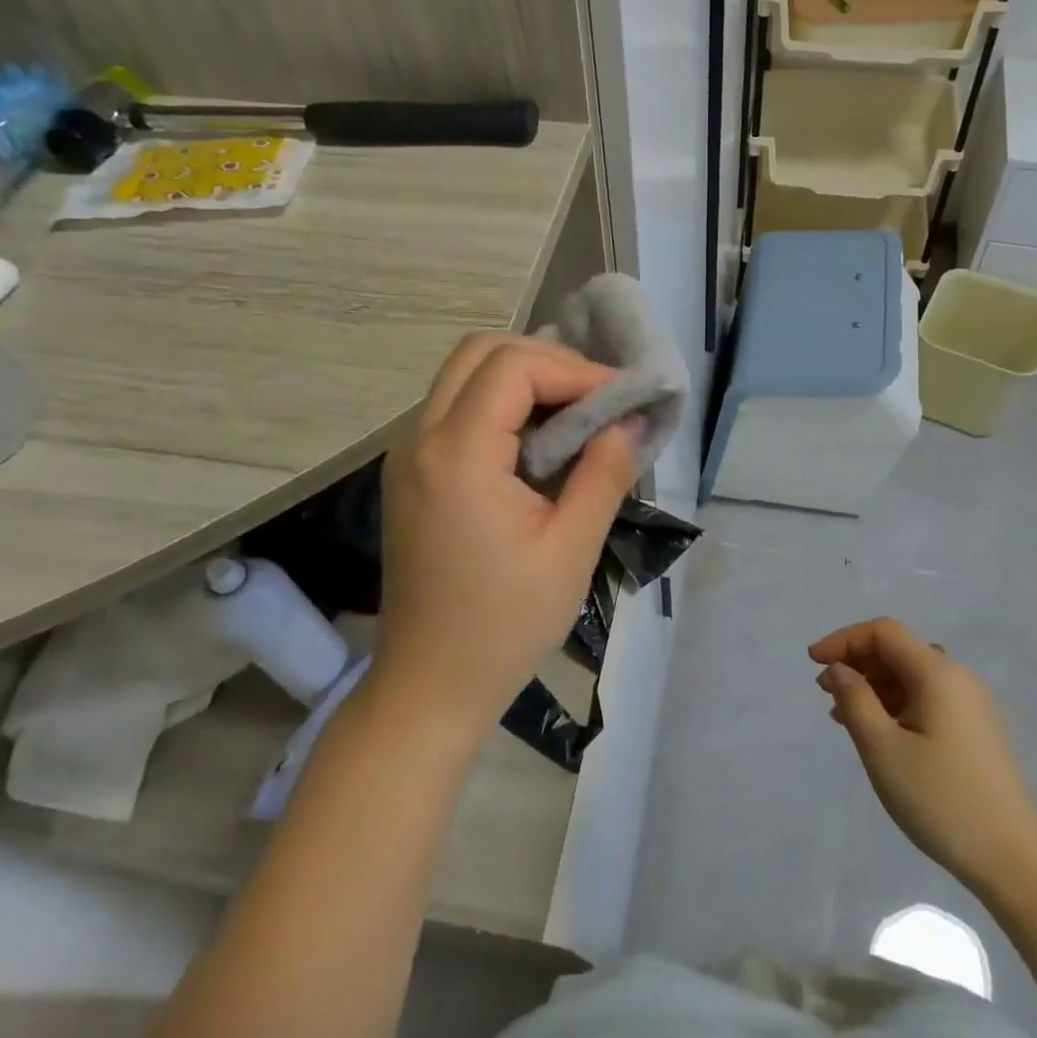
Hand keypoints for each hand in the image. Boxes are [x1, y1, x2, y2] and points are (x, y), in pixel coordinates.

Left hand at [378, 333, 637, 728]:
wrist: (430, 685)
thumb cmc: (505, 625)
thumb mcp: (571, 550)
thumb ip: (604, 474)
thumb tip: (628, 421)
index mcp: (458, 455)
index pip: (514, 367)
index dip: (574, 371)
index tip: (620, 399)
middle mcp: (420, 440)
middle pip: (480, 353)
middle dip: (546, 361)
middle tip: (595, 397)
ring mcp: (407, 455)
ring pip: (464, 375)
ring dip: (522, 379)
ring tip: (575, 413)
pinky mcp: (410, 474)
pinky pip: (455, 409)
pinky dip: (500, 404)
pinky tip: (538, 440)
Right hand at [810, 618, 1036, 894]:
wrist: (1014, 860)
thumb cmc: (940, 799)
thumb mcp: (883, 749)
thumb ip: (854, 699)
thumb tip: (838, 669)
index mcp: (938, 673)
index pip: (883, 632)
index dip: (844, 639)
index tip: (813, 663)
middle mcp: (958, 677)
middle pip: (898, 650)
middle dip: (857, 662)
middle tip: (824, 691)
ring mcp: (971, 704)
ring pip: (911, 676)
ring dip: (873, 685)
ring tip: (843, 716)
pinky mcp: (975, 729)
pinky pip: (926, 698)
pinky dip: (895, 703)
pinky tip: (878, 732)